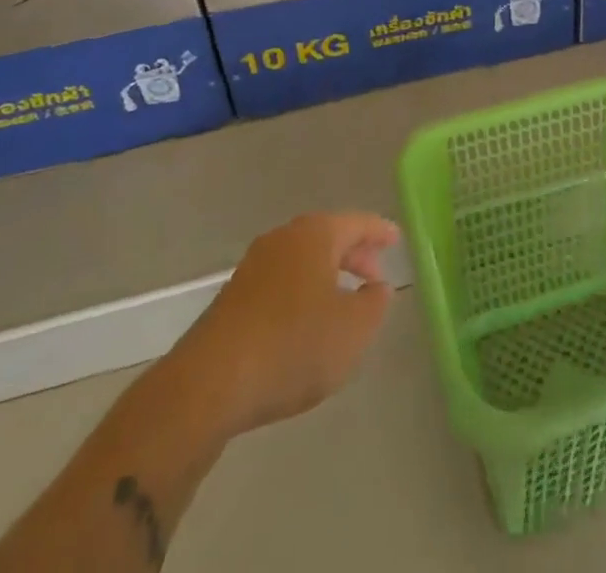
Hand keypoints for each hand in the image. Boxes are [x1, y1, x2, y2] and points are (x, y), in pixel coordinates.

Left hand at [172, 212, 397, 436]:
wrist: (209, 384)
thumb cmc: (292, 346)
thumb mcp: (353, 330)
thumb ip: (374, 304)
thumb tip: (377, 287)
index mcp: (316, 234)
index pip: (358, 223)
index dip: (380, 231)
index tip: (396, 239)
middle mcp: (284, 238)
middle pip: (329, 237)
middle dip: (354, 254)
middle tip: (375, 277)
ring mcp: (254, 266)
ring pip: (303, 260)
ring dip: (327, 275)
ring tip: (345, 302)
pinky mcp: (234, 297)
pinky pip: (282, 281)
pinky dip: (303, 292)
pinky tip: (307, 323)